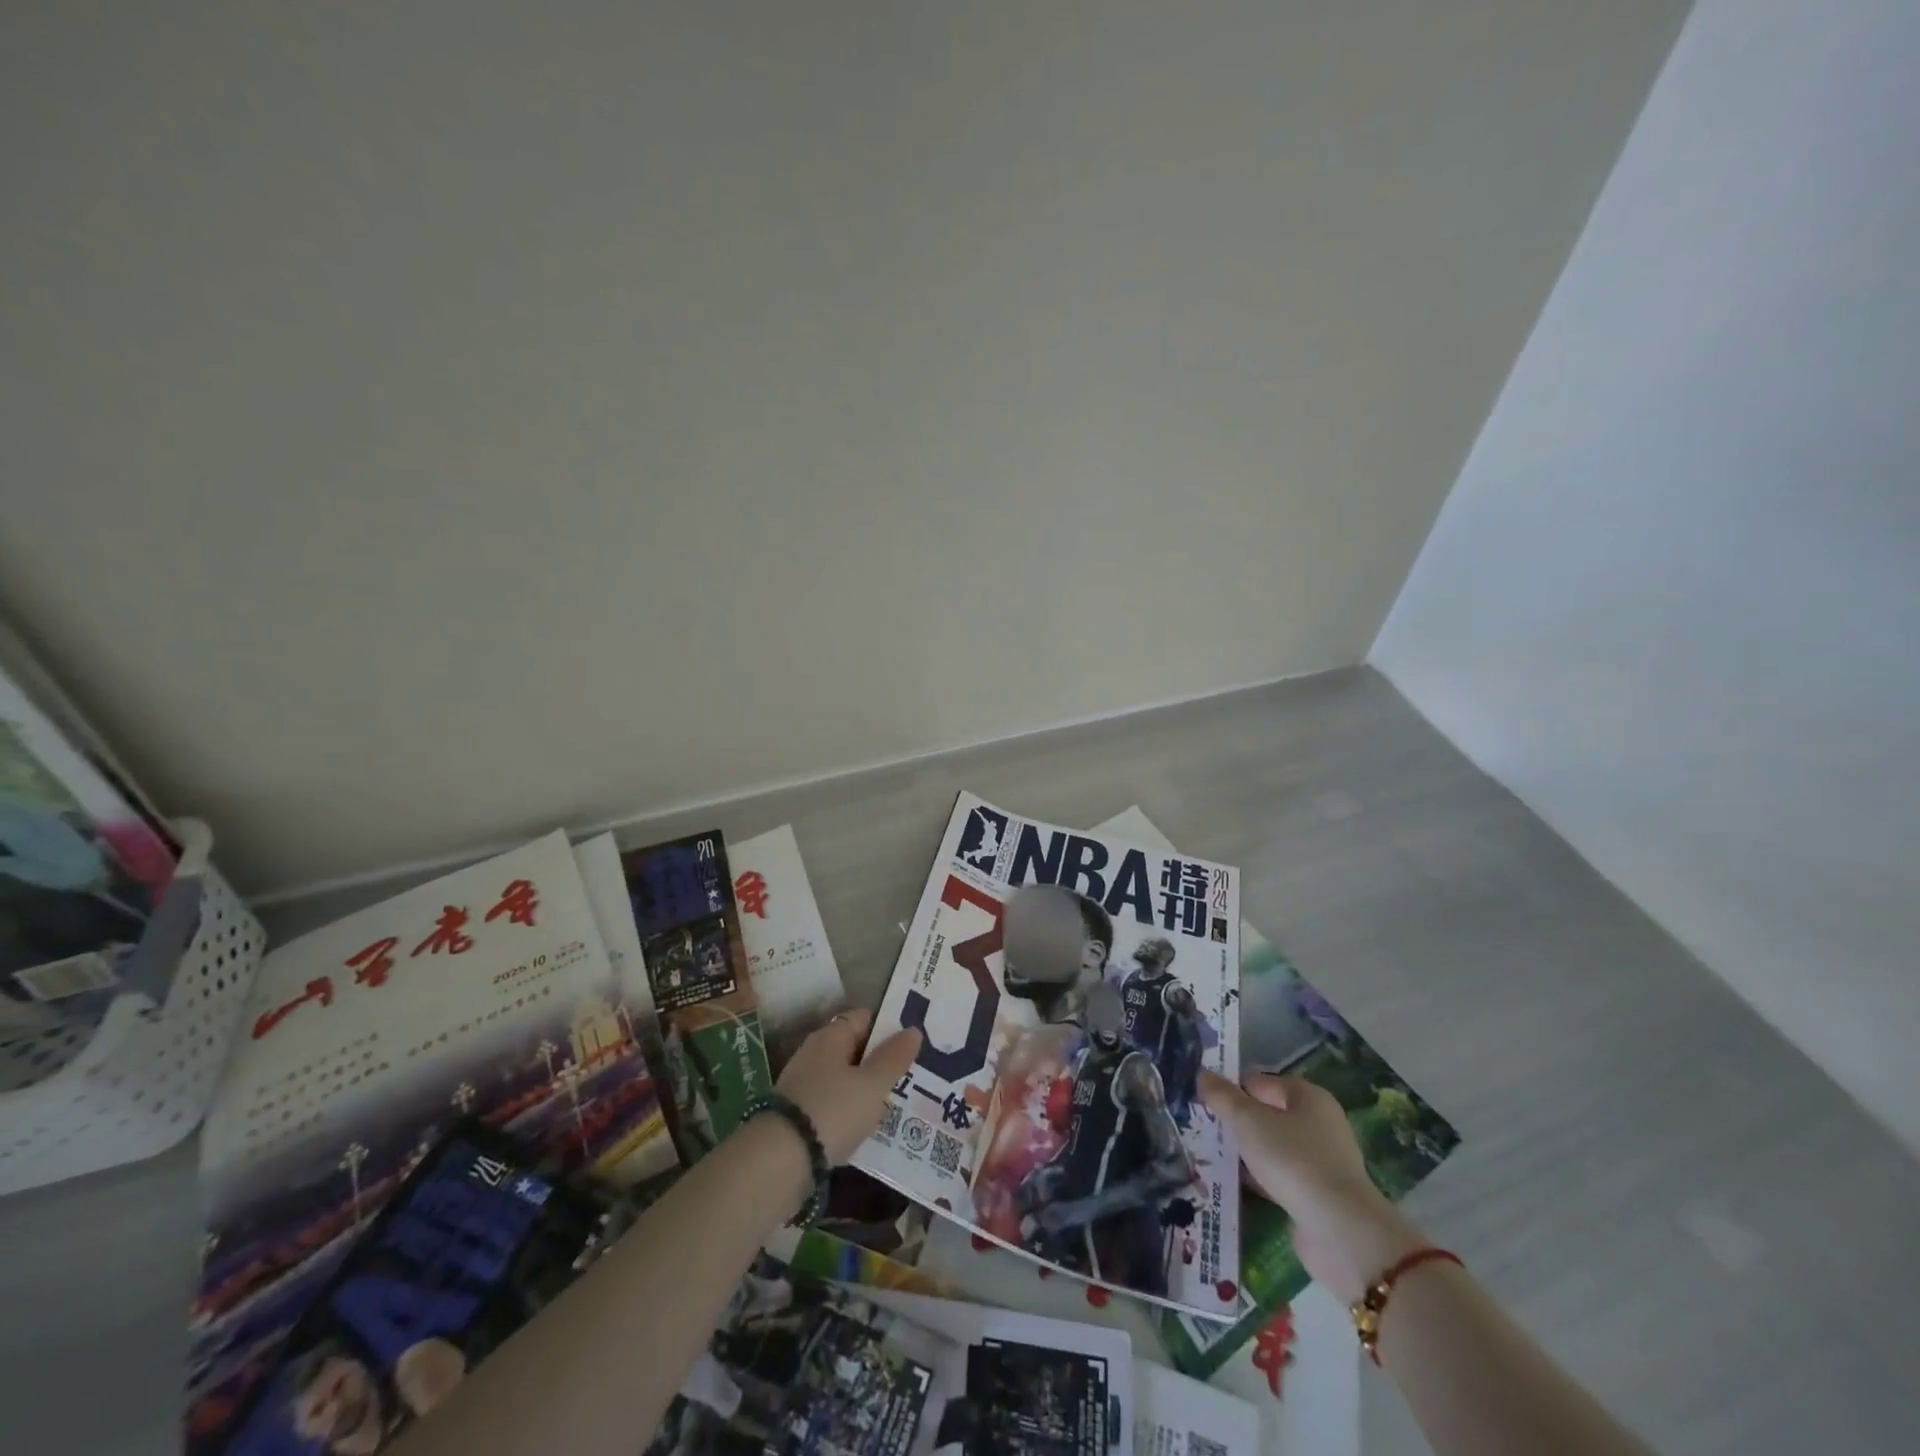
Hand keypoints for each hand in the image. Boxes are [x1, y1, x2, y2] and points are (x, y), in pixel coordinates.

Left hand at [775, 1009, 922, 1163]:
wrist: (779, 1159)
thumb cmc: (833, 1110)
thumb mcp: (872, 1085)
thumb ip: (893, 1058)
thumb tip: (913, 1030)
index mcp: (831, 1036)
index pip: (864, 1018)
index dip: (888, 1028)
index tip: (911, 1045)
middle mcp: (813, 1052)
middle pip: (853, 1048)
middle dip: (877, 1061)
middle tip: (908, 1077)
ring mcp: (801, 1082)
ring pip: (842, 1077)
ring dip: (863, 1088)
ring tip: (891, 1105)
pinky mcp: (795, 1112)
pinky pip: (830, 1102)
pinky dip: (847, 1109)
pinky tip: (862, 1126)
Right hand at [1201, 1070, 1424, 1304]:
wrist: (1340, 1233)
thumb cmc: (1293, 1161)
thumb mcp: (1248, 1121)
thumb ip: (1223, 1097)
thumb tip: (1203, 1074)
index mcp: (1308, 1097)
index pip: (1260, 1082)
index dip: (1231, 1088)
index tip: (1202, 1101)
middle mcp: (1319, 1124)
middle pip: (1267, 1114)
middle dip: (1237, 1121)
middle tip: (1202, 1127)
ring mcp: (1321, 1162)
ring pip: (1272, 1147)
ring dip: (1246, 1151)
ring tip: (1210, 1154)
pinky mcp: (1317, 1195)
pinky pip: (1279, 1176)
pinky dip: (1258, 1177)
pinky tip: (1233, 1183)